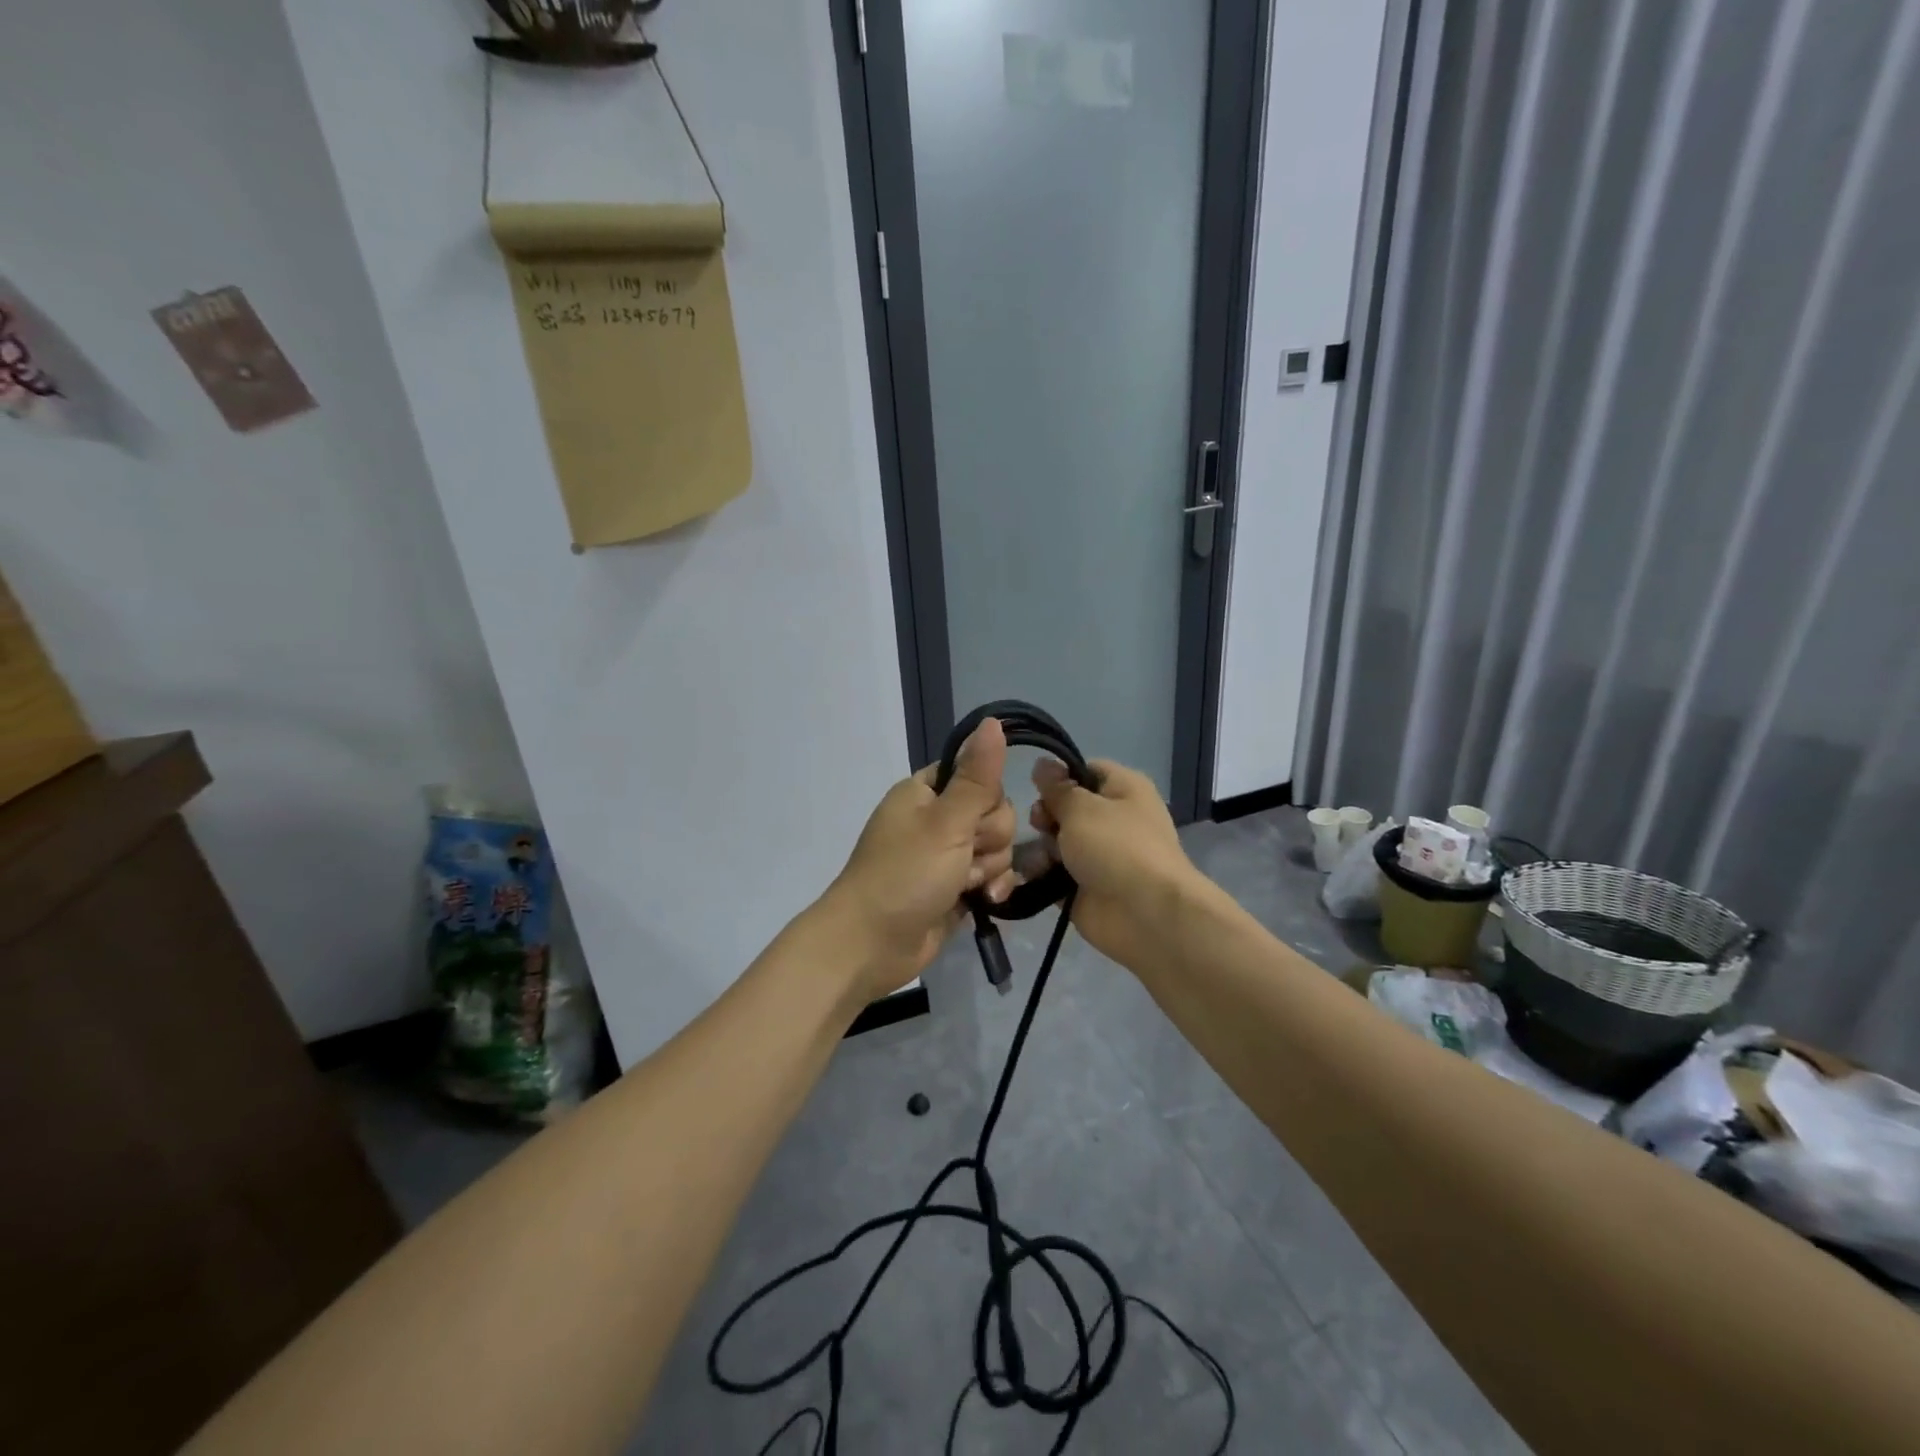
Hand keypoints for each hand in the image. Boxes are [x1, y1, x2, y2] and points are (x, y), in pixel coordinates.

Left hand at [825, 717, 1018, 1000]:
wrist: (870, 945)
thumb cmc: (904, 875)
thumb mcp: (945, 822)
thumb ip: (977, 776)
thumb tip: (993, 721)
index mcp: (924, 792)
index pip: (977, 774)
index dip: (986, 797)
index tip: (975, 816)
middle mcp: (936, 819)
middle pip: (993, 813)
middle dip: (989, 839)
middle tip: (965, 856)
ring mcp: (945, 856)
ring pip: (996, 847)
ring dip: (989, 868)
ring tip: (966, 885)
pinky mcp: (954, 888)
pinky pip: (990, 876)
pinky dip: (990, 888)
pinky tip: (985, 902)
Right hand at [1029, 756, 1199, 964]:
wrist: (1145, 914)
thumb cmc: (1116, 846)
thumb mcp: (1081, 807)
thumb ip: (1056, 788)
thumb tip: (1042, 763)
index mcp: (1123, 789)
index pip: (1085, 770)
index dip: (1060, 777)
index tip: (1038, 788)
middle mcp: (1114, 819)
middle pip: (1066, 807)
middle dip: (1046, 815)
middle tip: (1040, 825)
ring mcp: (1100, 856)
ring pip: (1058, 842)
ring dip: (1042, 848)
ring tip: (1039, 859)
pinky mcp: (1085, 887)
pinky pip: (1054, 874)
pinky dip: (1042, 875)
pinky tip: (1031, 877)